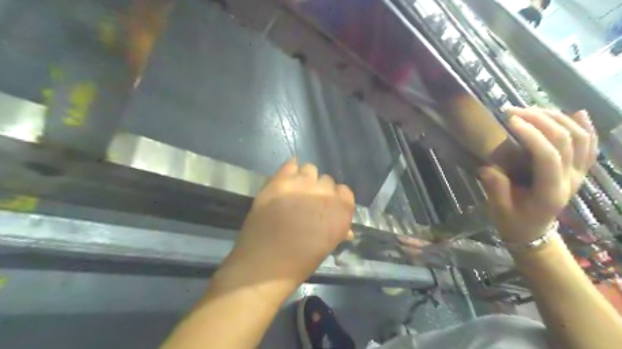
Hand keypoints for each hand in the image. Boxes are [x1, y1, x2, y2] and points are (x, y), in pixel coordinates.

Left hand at [225, 158, 354, 285]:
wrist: (264, 263)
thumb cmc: (300, 262)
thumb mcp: (326, 247)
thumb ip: (337, 230)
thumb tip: (346, 230)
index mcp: (341, 210)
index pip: (345, 191)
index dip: (335, 199)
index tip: (326, 207)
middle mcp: (325, 193)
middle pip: (326, 180)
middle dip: (319, 190)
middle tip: (307, 203)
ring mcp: (301, 184)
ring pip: (310, 169)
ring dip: (305, 179)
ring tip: (294, 192)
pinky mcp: (280, 181)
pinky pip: (290, 164)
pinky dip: (290, 170)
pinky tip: (285, 180)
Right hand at [481, 108, 597, 244]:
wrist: (533, 232)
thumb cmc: (513, 221)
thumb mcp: (499, 209)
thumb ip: (495, 188)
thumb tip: (487, 167)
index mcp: (550, 192)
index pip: (548, 156)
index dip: (531, 135)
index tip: (510, 121)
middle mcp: (571, 180)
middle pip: (566, 141)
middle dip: (540, 120)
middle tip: (514, 111)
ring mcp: (579, 174)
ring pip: (581, 138)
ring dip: (557, 119)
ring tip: (532, 110)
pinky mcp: (579, 171)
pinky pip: (590, 146)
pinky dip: (586, 127)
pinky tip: (576, 113)